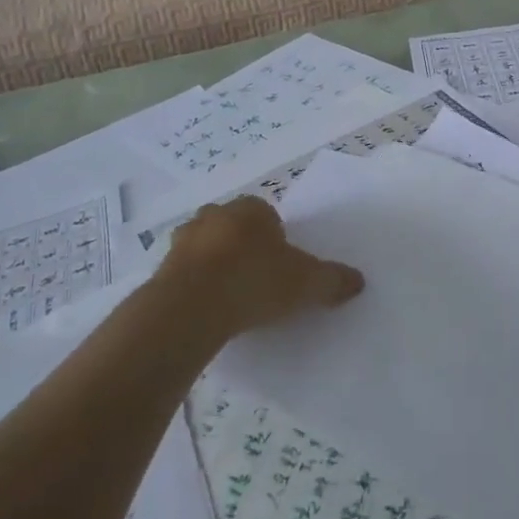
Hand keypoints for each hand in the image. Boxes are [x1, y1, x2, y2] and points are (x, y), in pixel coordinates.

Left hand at [158, 196, 363, 338]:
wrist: (191, 307)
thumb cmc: (255, 280)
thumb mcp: (307, 283)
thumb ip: (333, 280)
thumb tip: (358, 281)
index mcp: (251, 208)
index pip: (268, 215)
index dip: (276, 239)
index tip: (282, 267)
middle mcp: (215, 215)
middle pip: (235, 228)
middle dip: (244, 248)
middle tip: (258, 281)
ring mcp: (183, 240)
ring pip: (207, 248)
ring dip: (217, 266)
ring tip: (231, 299)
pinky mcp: (161, 268)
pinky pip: (186, 273)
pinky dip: (196, 286)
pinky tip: (209, 310)